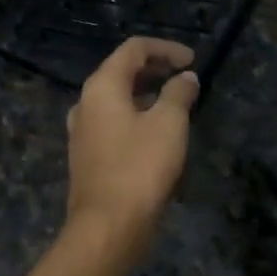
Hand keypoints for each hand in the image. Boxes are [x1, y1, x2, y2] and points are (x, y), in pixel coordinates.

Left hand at [65, 37, 199, 261]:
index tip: (193, 60)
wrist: (107, 226)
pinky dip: (137, 116)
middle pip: (122, 72)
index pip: (133, 49)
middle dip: (155, 69)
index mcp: (102, 87)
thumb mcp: (168, 124)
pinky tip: (158, 134)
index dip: (165, 49)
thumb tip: (186, 78)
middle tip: (185, 77)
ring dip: (147, 94)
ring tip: (176, 103)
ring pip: (117, 99)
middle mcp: (86, 103)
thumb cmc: (140, 167)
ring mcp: (83, 131)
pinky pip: (114, 123)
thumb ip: (178, 94)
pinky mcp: (88, 155)